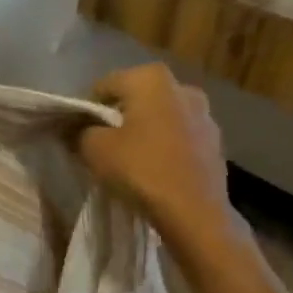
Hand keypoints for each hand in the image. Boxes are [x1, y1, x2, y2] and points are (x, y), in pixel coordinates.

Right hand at [78, 64, 237, 240]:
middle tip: (103, 144)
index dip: (88, 109)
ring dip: (144, 130)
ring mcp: (204, 115)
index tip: (80, 133)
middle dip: (118, 117)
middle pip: (136, 98)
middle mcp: (182, 88)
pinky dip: (165, 146)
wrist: (194, 214)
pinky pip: (179, 137)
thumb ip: (80, 131)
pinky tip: (155, 169)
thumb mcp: (94, 149)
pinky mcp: (215, 142)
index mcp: (151, 79)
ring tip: (130, 158)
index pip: (105, 86)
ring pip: (160, 117)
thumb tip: (76, 129)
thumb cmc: (141, 170)